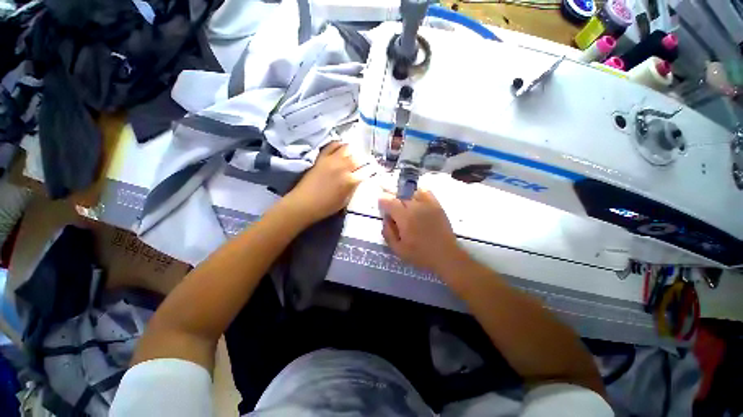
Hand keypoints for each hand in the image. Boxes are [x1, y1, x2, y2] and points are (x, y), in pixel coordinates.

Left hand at [284, 141, 372, 224]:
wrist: (304, 203)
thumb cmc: (326, 207)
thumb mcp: (345, 201)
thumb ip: (354, 189)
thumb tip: (359, 180)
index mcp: (350, 181)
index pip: (366, 172)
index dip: (372, 170)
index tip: (374, 170)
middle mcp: (343, 167)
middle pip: (358, 158)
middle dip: (364, 161)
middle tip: (365, 163)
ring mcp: (332, 160)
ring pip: (347, 149)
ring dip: (353, 152)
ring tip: (354, 154)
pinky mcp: (322, 158)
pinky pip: (332, 145)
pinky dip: (338, 144)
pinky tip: (341, 147)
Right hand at [379, 189, 469, 276]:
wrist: (446, 256)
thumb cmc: (420, 254)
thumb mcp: (398, 249)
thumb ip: (388, 233)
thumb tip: (386, 219)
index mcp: (404, 218)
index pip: (389, 202)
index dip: (382, 201)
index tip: (381, 205)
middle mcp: (415, 207)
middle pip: (399, 197)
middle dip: (393, 202)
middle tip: (393, 212)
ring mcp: (428, 204)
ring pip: (411, 193)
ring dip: (405, 198)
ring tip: (405, 208)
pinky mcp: (437, 205)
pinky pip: (425, 192)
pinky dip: (418, 194)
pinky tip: (417, 202)